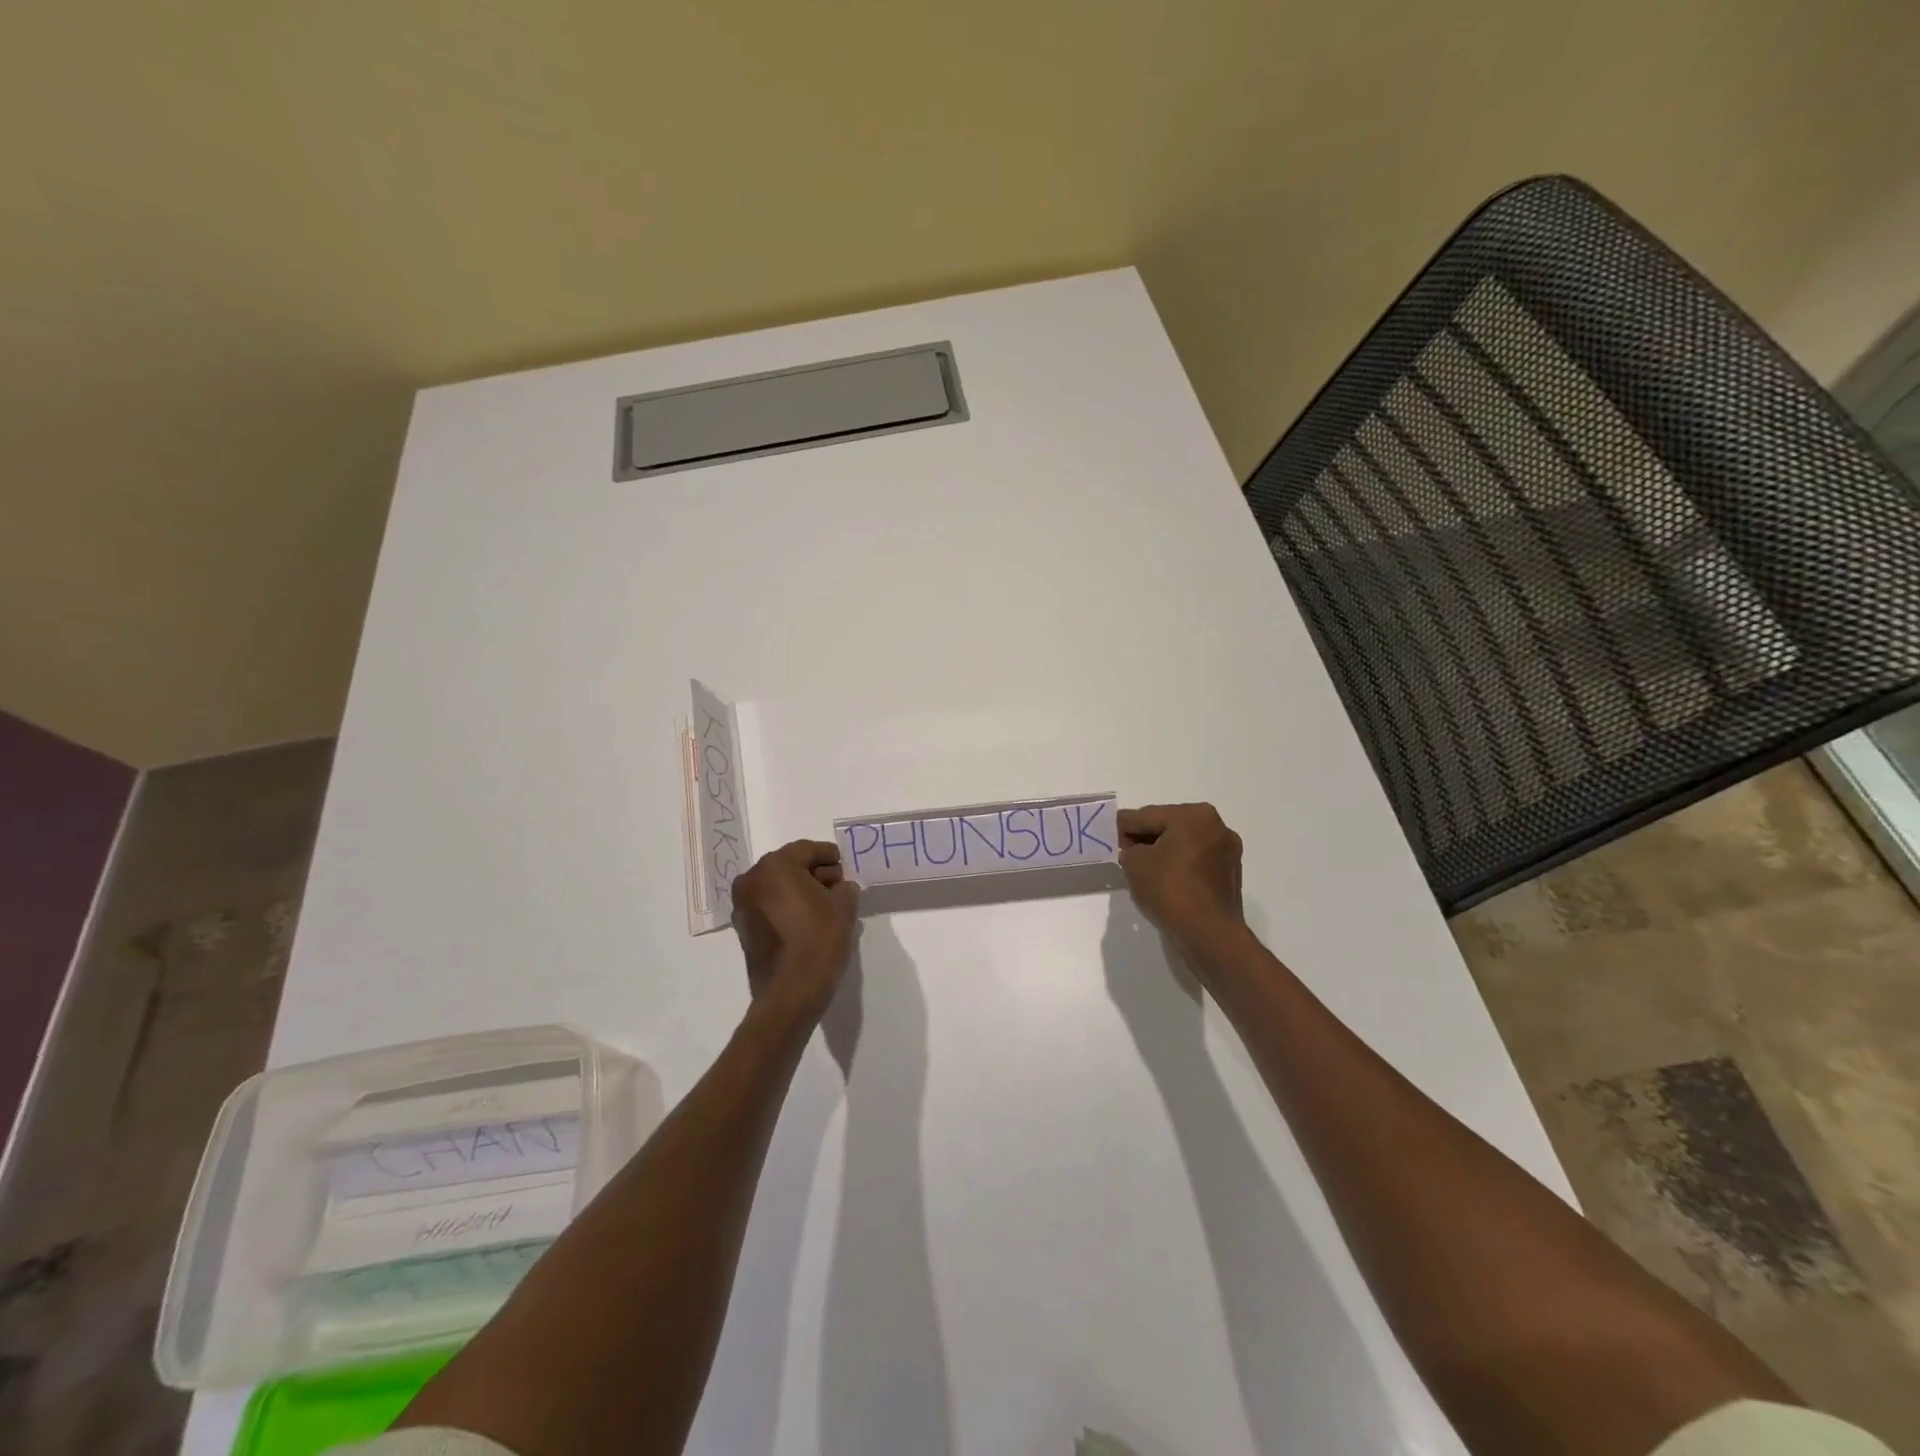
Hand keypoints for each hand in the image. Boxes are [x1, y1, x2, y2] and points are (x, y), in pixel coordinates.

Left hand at [731, 840, 860, 1021]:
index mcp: (775, 867)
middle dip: (815, 873)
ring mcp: (743, 906)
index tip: (844, 864)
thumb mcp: (843, 908)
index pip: (806, 849)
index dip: (829, 855)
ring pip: (777, 886)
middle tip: (839, 885)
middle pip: (789, 866)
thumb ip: (845, 888)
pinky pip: (769, 906)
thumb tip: (841, 887)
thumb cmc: (818, 941)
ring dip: (801, 890)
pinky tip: (809, 919)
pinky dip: (787, 906)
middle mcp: (752, 881)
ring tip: (827, 904)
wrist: (790, 993)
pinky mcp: (744, 928)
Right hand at [1117, 803, 1245, 949]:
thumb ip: (1128, 846)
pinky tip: (1166, 885)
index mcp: (1194, 815)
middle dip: (1146, 840)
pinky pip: (1196, 863)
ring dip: (1164, 854)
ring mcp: (1228, 852)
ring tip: (1145, 873)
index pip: (1146, 815)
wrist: (1208, 934)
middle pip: (1168, 827)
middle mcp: (1217, 826)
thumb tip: (1136, 849)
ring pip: (1184, 845)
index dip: (1124, 829)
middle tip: (1126, 858)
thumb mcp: (1134, 862)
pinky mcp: (1231, 875)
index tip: (1110, 841)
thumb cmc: (1169, 889)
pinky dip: (1180, 868)